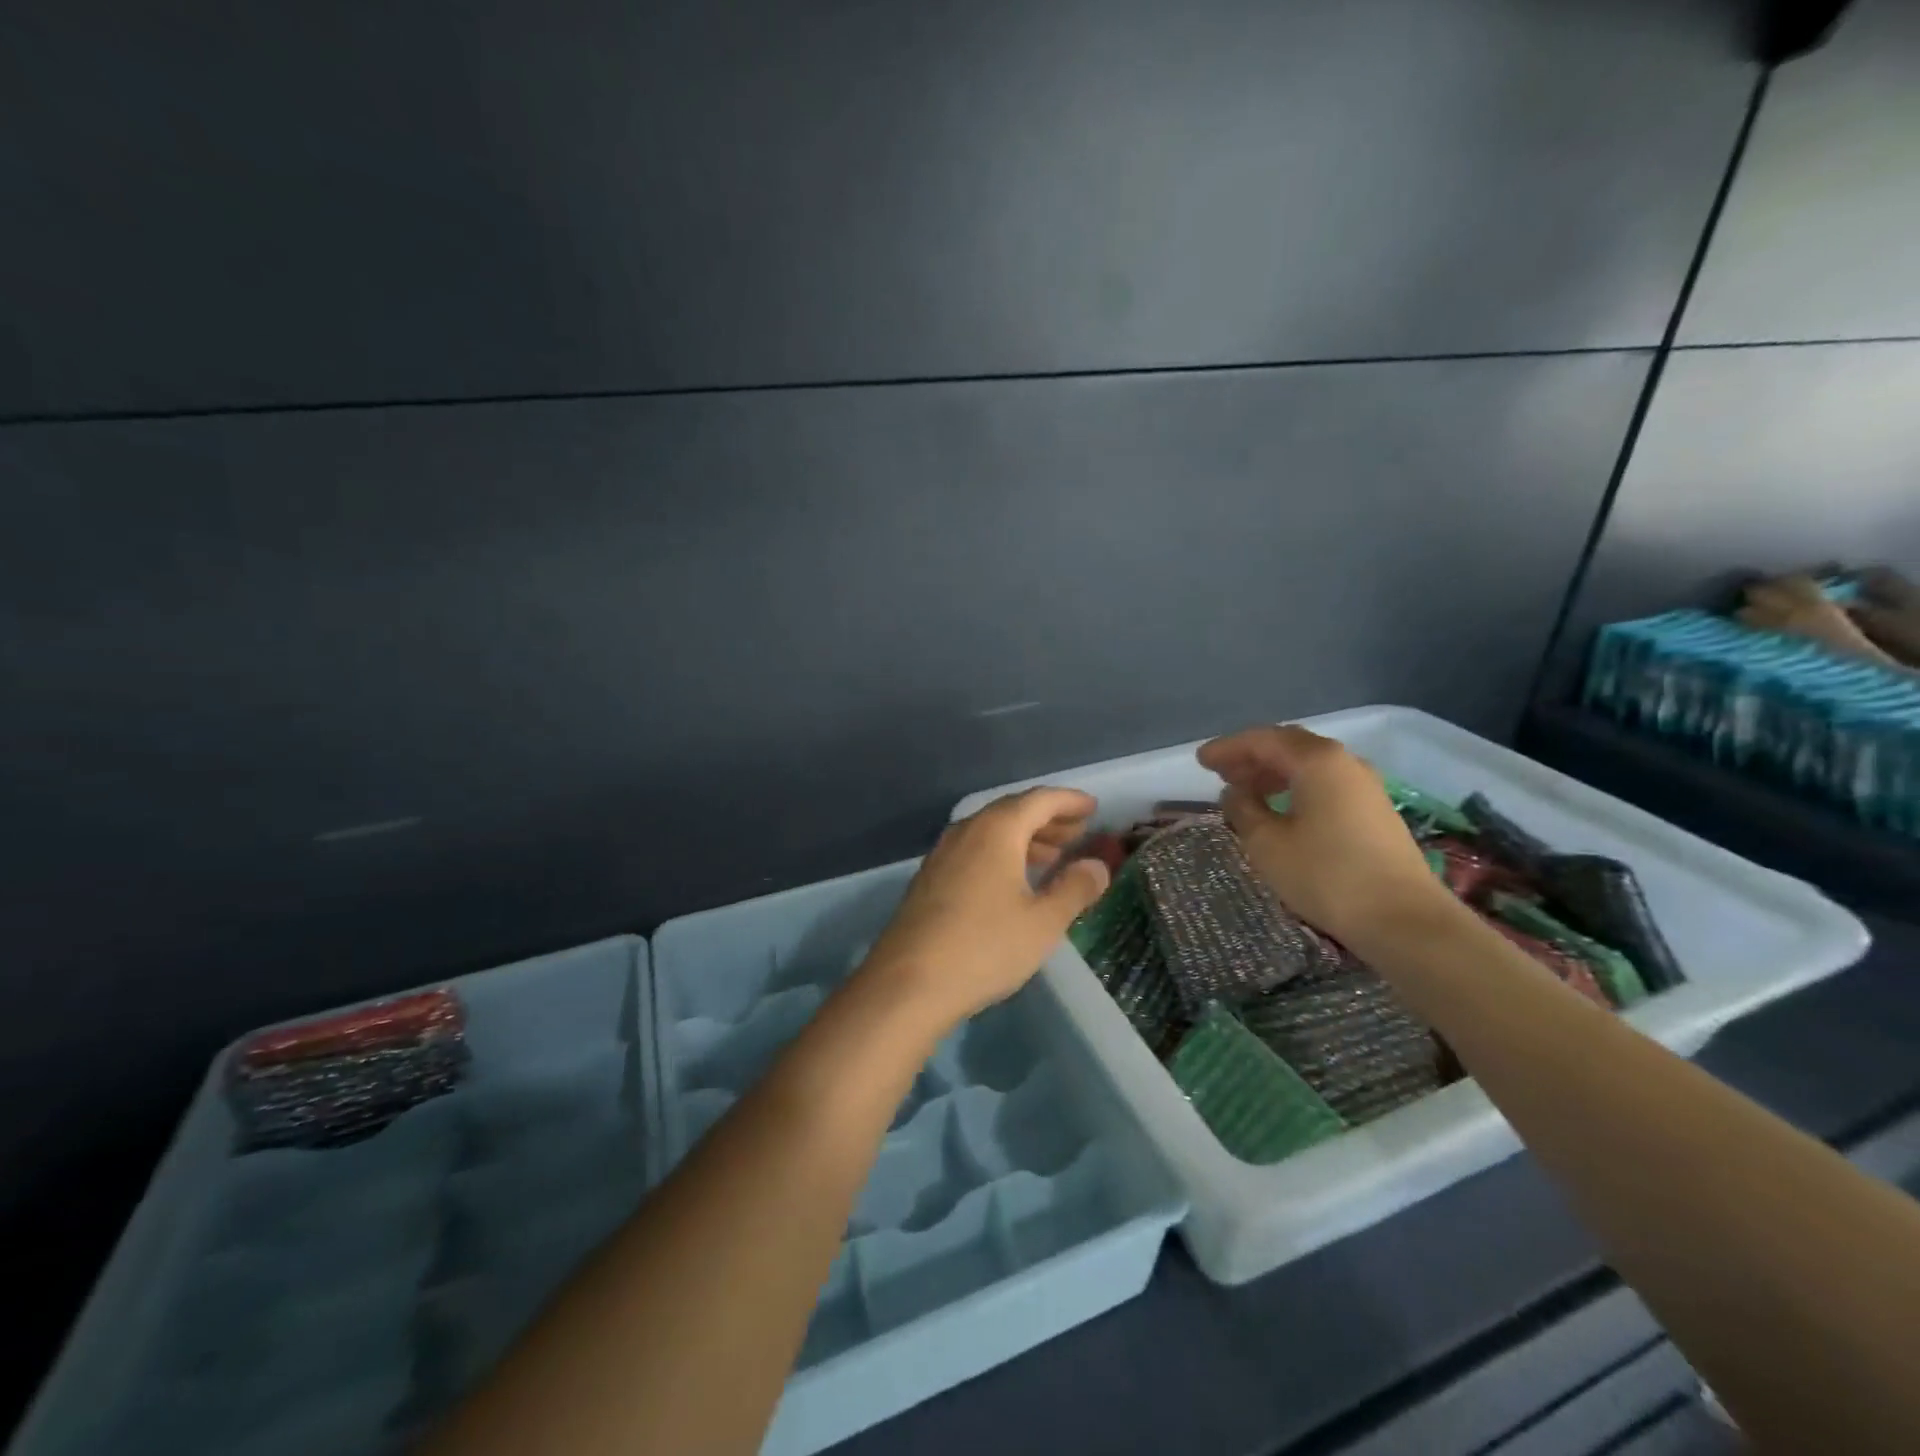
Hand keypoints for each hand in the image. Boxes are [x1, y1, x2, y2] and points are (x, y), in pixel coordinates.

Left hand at [861, 788, 1110, 1029]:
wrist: (909, 982)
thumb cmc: (985, 946)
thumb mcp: (1043, 922)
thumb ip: (1075, 888)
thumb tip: (1097, 865)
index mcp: (997, 829)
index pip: (1040, 800)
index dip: (1069, 801)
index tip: (1093, 808)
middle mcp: (967, 830)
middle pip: (1013, 811)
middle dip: (1048, 819)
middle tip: (1078, 833)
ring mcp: (943, 853)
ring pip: (991, 831)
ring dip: (1025, 838)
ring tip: (1053, 856)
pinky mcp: (930, 877)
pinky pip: (974, 850)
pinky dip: (1002, 853)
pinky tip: (1014, 881)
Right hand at [1198, 724, 1457, 950]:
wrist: (1403, 919)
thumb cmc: (1326, 875)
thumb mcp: (1267, 843)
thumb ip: (1243, 809)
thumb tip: (1235, 793)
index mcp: (1317, 761)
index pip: (1263, 740)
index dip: (1228, 748)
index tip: (1201, 760)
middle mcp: (1344, 762)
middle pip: (1289, 746)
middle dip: (1251, 756)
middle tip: (1220, 772)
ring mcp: (1364, 786)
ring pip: (1309, 766)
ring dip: (1273, 773)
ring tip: (1245, 792)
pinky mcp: (1374, 811)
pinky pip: (1324, 784)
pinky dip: (1295, 787)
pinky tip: (1281, 809)